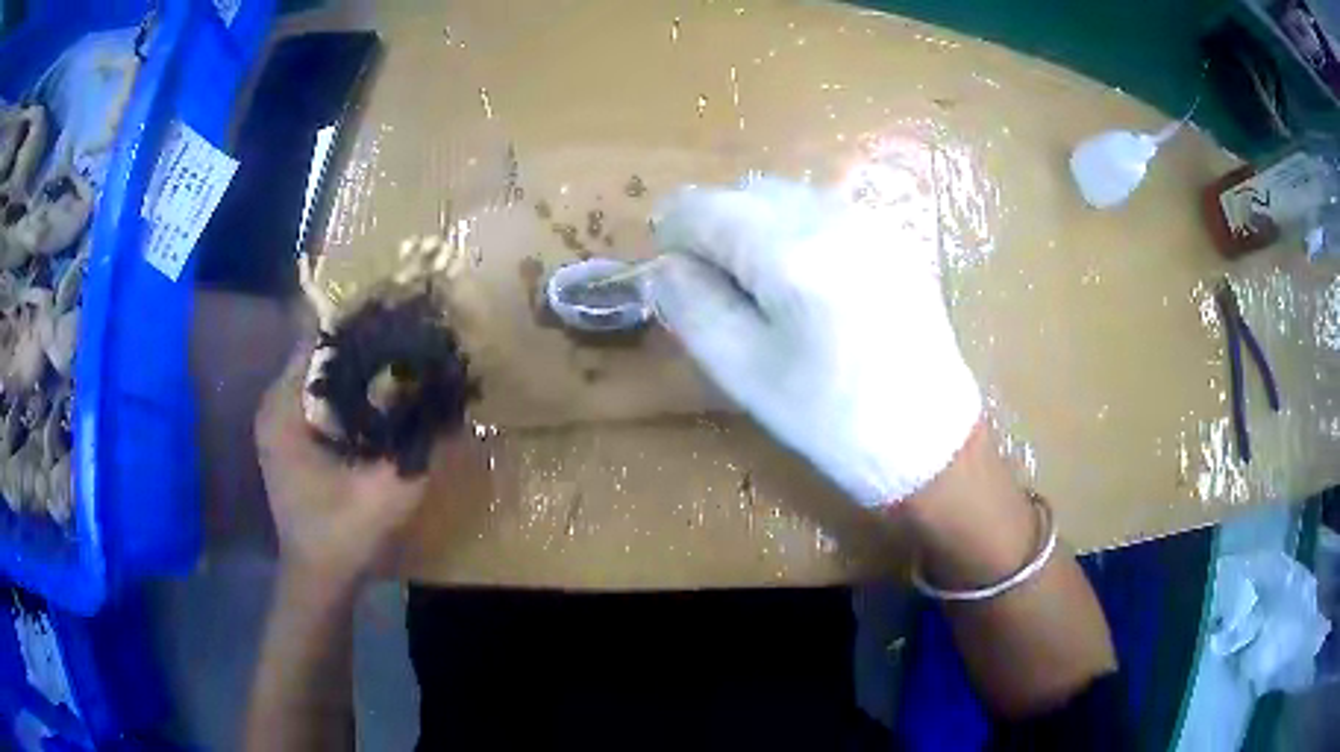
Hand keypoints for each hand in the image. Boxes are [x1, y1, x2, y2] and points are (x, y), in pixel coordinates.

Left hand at [255, 342, 428, 585]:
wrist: (318, 580)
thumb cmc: (343, 537)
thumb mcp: (389, 490)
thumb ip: (422, 442)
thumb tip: (454, 394)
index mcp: (284, 410)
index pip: (319, 340)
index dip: (362, 325)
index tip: (402, 319)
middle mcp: (275, 405)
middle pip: (319, 352)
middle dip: (363, 343)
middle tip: (409, 340)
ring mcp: (279, 421)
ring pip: (320, 373)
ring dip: (357, 366)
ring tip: (400, 360)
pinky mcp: (289, 436)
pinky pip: (320, 395)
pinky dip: (349, 389)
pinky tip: (380, 396)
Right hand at [650, 173, 980, 505]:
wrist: (929, 437)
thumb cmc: (831, 417)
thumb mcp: (744, 371)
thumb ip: (692, 305)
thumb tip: (664, 265)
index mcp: (789, 250)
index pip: (701, 205)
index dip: (673, 236)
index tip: (676, 278)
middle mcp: (830, 215)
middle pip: (744, 191)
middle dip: (716, 229)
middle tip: (722, 291)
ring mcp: (868, 219)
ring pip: (784, 195)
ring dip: (756, 228)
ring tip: (767, 290)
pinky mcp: (891, 235)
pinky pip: (823, 210)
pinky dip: (796, 231)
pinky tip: (812, 285)